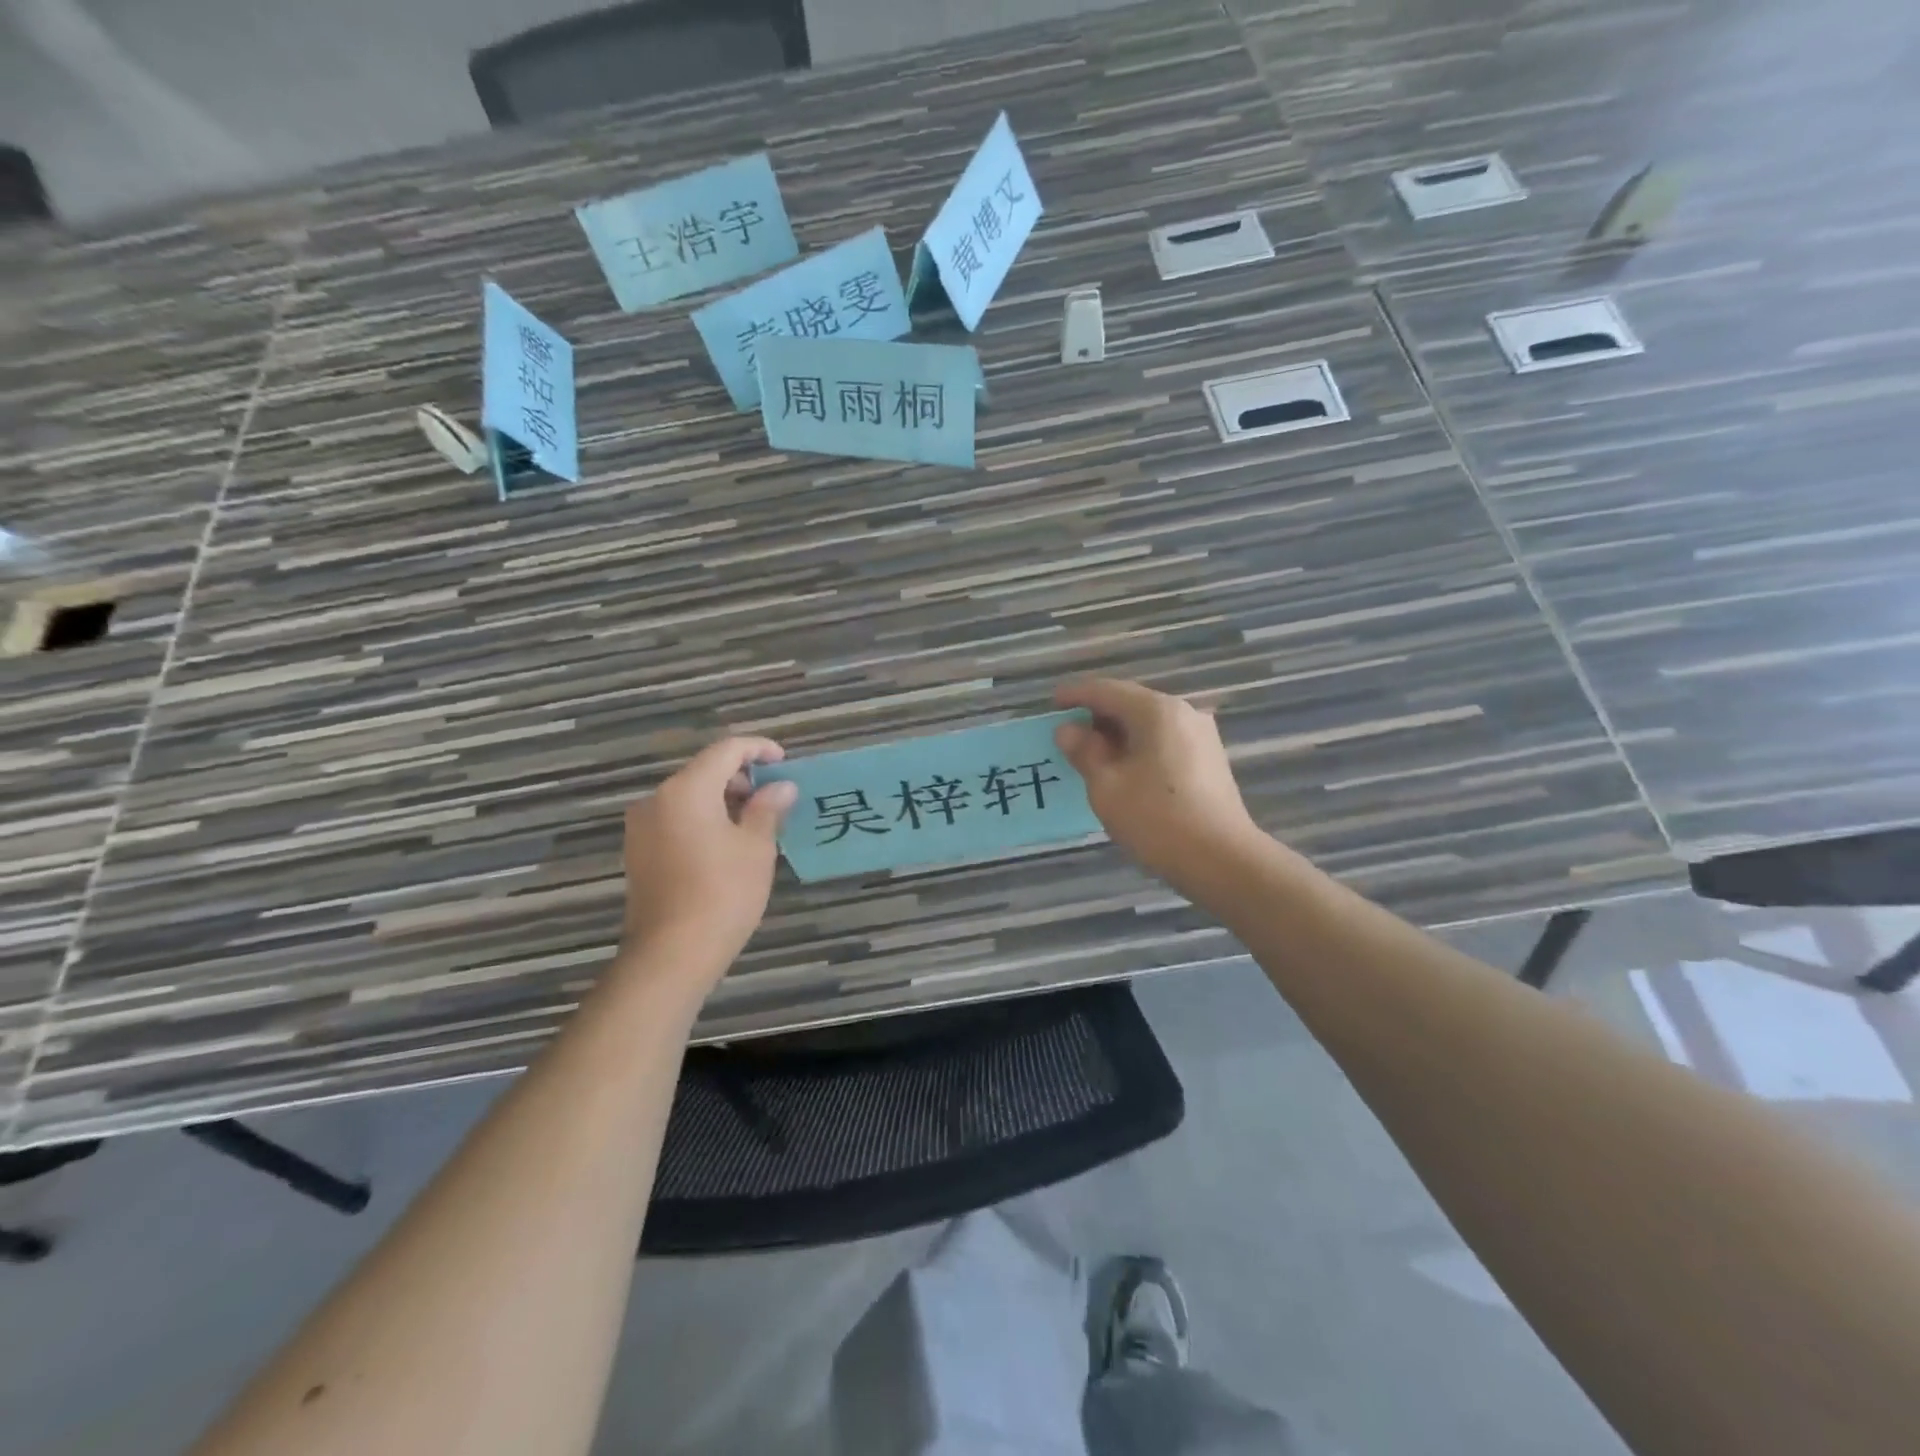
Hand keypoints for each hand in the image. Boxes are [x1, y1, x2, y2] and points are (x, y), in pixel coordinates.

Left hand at [619, 737, 798, 981]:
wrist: (671, 954)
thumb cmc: (723, 894)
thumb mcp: (756, 847)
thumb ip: (768, 808)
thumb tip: (782, 787)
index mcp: (686, 790)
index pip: (726, 750)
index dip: (758, 749)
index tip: (783, 761)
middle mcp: (657, 799)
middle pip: (704, 771)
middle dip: (741, 777)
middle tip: (774, 796)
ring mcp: (642, 827)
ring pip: (689, 796)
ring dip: (723, 799)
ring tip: (756, 821)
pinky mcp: (639, 851)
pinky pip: (676, 818)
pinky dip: (704, 818)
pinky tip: (728, 843)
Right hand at [1054, 679, 1264, 904]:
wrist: (1222, 861)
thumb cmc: (1157, 820)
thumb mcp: (1107, 786)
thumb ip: (1084, 752)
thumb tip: (1068, 730)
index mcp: (1156, 711)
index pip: (1106, 690)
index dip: (1076, 695)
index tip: (1052, 704)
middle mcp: (1183, 712)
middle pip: (1130, 703)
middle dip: (1096, 716)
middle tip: (1067, 734)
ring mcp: (1200, 735)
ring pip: (1148, 723)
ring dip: (1117, 733)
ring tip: (1091, 754)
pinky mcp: (1208, 759)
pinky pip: (1164, 740)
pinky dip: (1138, 746)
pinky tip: (1123, 768)